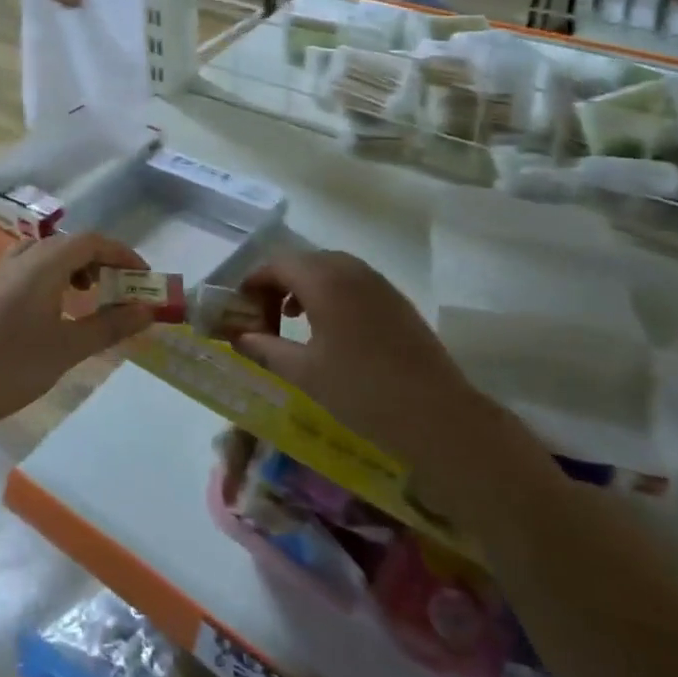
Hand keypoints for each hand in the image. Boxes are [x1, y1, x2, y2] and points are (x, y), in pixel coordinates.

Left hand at [0, 232, 153, 438]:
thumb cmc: (13, 366)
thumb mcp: (69, 348)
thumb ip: (110, 326)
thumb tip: (148, 311)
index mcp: (43, 264)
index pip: (91, 241)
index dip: (122, 254)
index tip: (144, 276)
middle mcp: (23, 258)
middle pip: (71, 243)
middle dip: (102, 261)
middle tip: (122, 288)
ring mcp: (4, 272)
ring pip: (49, 253)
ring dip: (77, 266)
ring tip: (92, 294)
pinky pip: (32, 266)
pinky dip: (55, 275)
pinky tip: (58, 307)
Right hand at [229, 251, 474, 466]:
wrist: (437, 415)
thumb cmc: (361, 391)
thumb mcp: (304, 372)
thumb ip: (265, 348)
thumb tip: (240, 337)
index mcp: (324, 279)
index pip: (277, 263)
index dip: (253, 281)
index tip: (240, 308)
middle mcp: (350, 269)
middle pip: (303, 261)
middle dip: (278, 283)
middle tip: (264, 316)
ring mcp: (377, 282)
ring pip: (329, 269)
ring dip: (305, 287)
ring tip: (292, 321)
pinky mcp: (395, 299)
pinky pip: (352, 282)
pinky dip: (330, 294)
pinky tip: (329, 329)